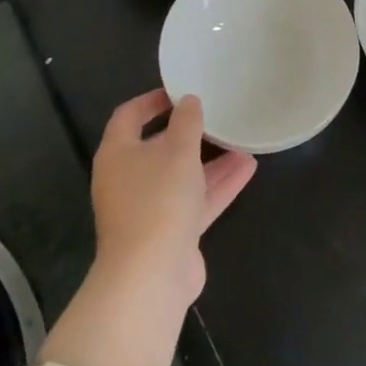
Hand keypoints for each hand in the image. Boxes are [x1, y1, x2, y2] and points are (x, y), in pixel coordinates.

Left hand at [90, 89, 257, 304]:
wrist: (151, 275)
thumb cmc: (158, 200)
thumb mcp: (177, 152)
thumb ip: (186, 123)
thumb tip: (189, 101)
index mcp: (118, 154)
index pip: (129, 116)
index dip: (153, 100)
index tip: (181, 90)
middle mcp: (128, 179)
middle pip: (158, 148)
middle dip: (189, 133)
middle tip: (217, 115)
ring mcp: (149, 208)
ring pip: (182, 176)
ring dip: (210, 160)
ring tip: (242, 140)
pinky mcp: (171, 232)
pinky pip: (196, 200)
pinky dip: (218, 185)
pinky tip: (248, 169)